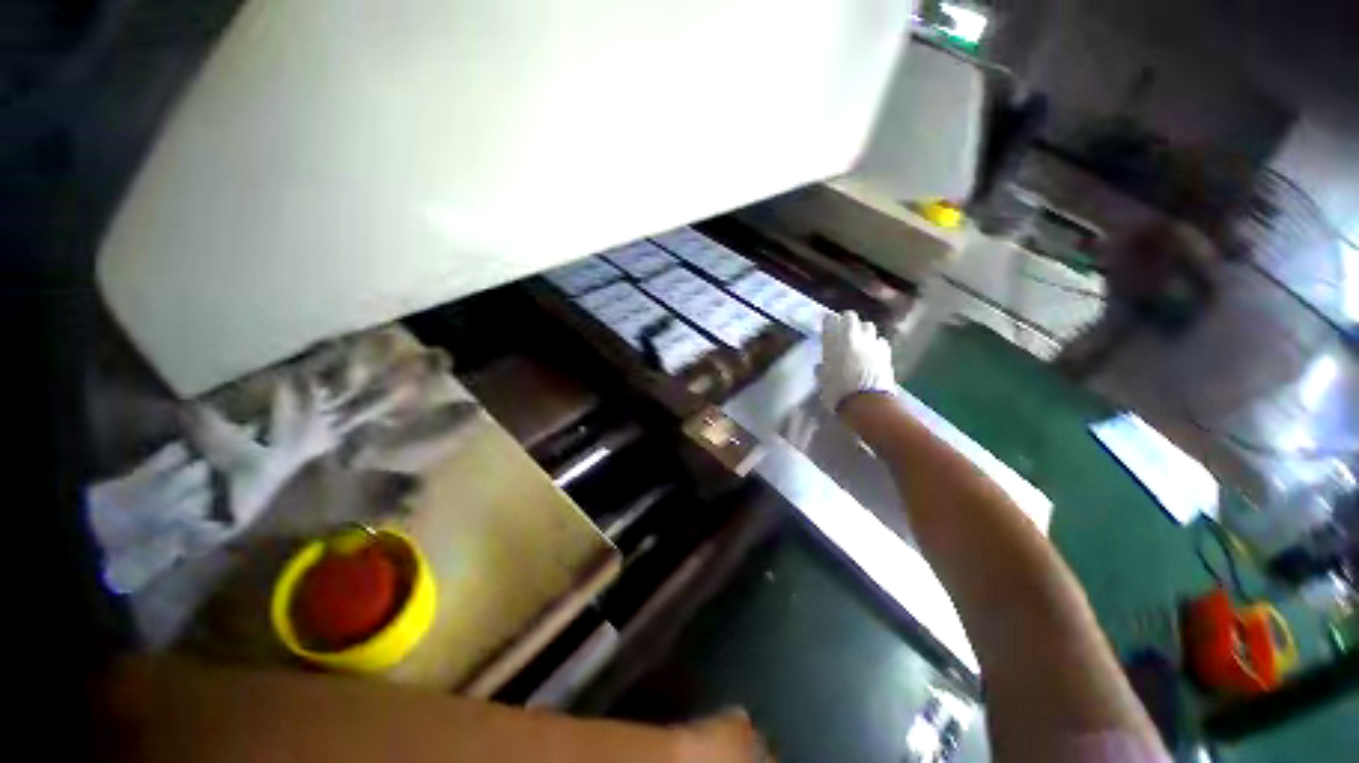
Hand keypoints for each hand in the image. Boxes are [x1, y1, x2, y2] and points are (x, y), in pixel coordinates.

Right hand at [817, 310, 896, 411]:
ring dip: (863, 331)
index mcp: (833, 342)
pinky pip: (880, 341)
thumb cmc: (838, 393)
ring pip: (868, 326)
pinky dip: (875, 344)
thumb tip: (821, 366)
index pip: (830, 320)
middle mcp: (852, 337)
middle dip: (847, 321)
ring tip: (860, 341)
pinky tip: (873, 353)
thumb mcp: (823, 381)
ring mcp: (871, 343)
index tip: (827, 325)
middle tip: (843, 330)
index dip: (828, 321)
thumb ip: (823, 369)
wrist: (867, 403)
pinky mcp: (886, 352)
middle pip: (851, 317)